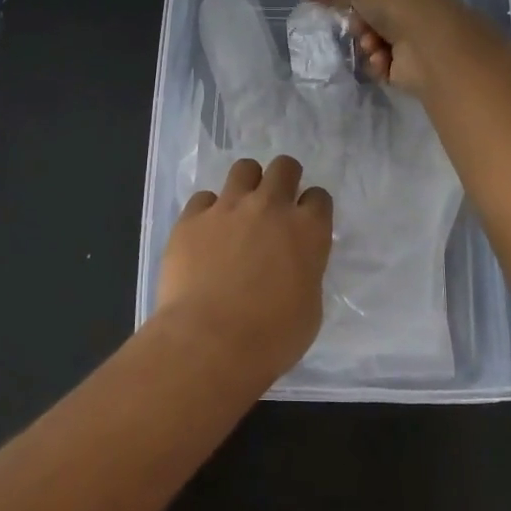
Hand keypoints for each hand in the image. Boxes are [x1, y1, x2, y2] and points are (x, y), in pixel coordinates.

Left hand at [156, 156, 332, 380]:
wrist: (209, 342)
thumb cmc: (271, 337)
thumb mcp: (309, 308)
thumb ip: (305, 273)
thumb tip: (294, 266)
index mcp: (307, 231)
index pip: (319, 197)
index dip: (313, 207)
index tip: (306, 222)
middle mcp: (270, 207)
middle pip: (284, 167)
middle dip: (284, 178)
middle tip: (276, 202)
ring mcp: (228, 207)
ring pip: (244, 168)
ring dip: (247, 183)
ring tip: (240, 208)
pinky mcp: (192, 218)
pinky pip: (203, 198)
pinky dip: (208, 211)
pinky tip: (205, 233)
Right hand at [304, 0, 474, 94]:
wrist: (432, 47)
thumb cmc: (398, 2)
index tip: (335, 0)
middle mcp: (419, 2)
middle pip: (372, 10)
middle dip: (358, 20)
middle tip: (356, 25)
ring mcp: (419, 34)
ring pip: (374, 37)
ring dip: (365, 42)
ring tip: (371, 45)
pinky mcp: (415, 64)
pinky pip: (382, 62)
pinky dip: (376, 62)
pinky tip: (381, 60)